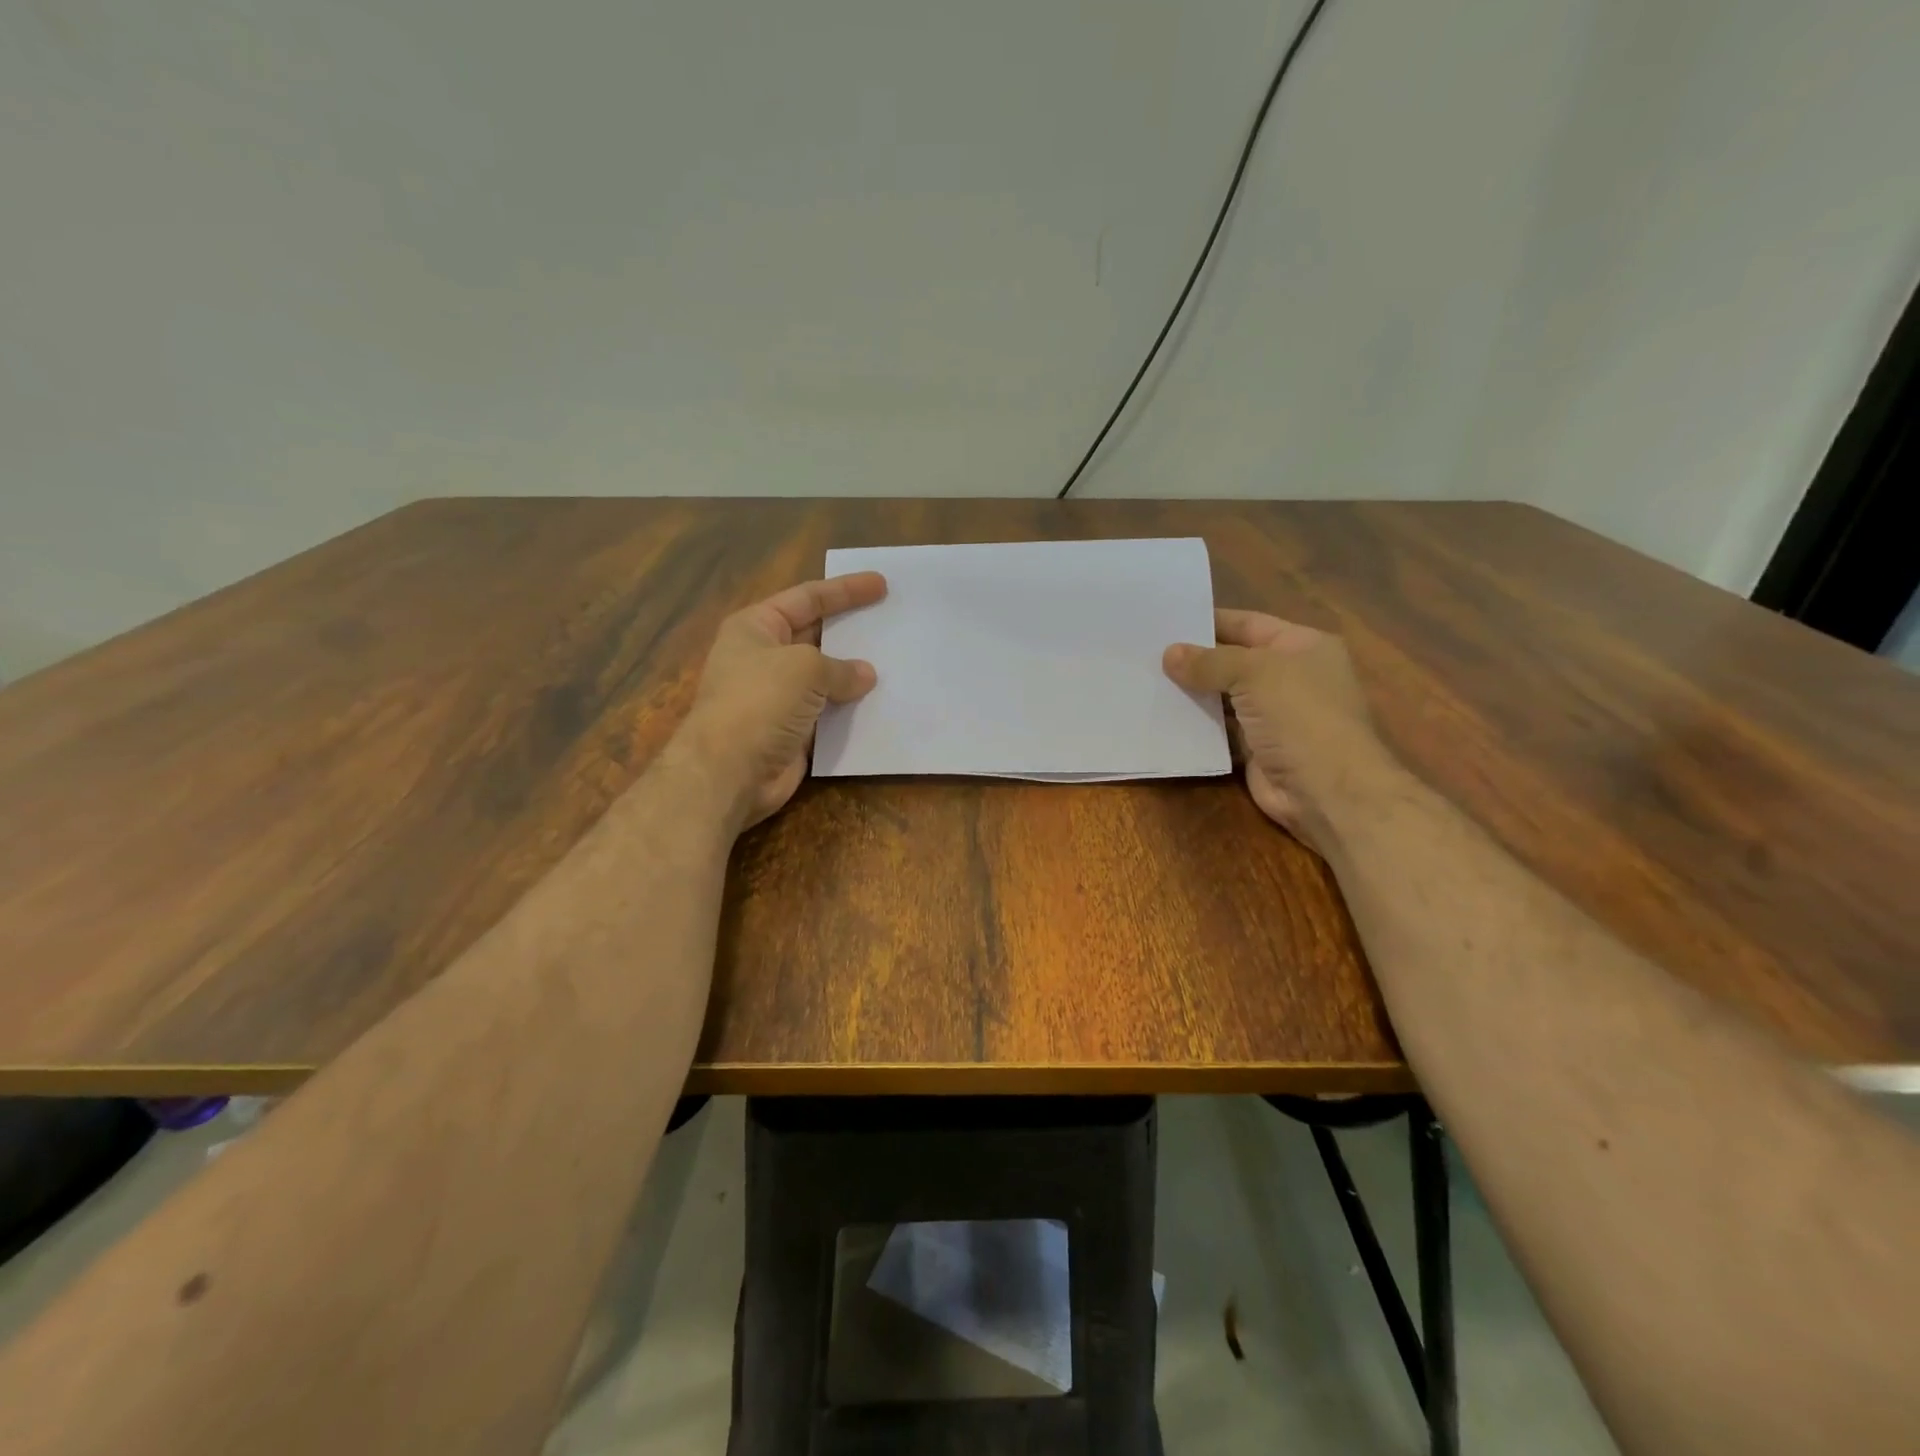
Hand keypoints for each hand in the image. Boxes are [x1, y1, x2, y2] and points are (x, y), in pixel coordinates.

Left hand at [676, 572, 885, 829]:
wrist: (730, 772)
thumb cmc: (760, 702)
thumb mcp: (805, 668)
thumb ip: (840, 667)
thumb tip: (866, 675)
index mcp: (757, 628)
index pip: (807, 598)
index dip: (845, 590)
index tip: (881, 585)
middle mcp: (765, 658)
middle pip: (817, 635)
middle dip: (852, 630)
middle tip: (893, 622)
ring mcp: (778, 697)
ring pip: (826, 678)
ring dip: (856, 674)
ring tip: (897, 663)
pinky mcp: (791, 731)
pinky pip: (829, 713)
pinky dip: (852, 710)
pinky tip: (883, 704)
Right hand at [1163, 609, 1392, 853]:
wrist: (1328, 791)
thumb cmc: (1301, 716)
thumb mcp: (1255, 674)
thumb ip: (1209, 662)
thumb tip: (1169, 654)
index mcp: (1302, 646)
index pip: (1248, 624)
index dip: (1209, 621)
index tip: (1167, 621)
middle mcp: (1290, 677)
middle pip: (1233, 661)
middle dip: (1195, 659)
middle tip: (1147, 652)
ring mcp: (1274, 716)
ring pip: (1224, 697)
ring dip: (1192, 693)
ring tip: (1146, 681)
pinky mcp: (1257, 749)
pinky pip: (1220, 731)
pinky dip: (1196, 725)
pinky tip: (1162, 716)